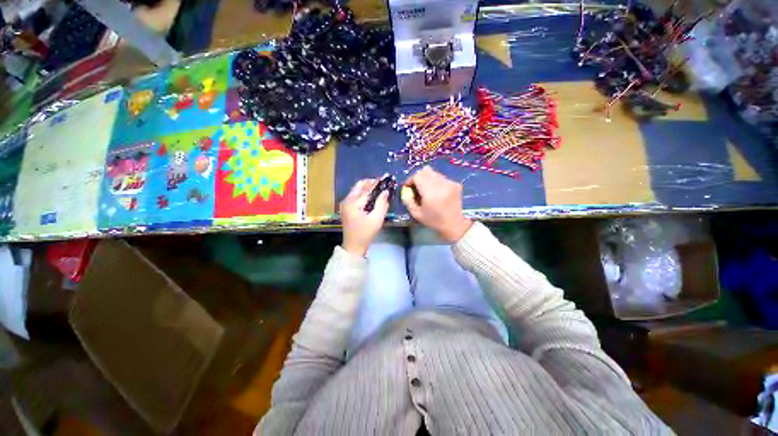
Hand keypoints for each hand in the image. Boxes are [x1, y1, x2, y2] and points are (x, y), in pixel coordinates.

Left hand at [340, 179, 389, 256]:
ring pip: (357, 189)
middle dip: (371, 183)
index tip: (387, 178)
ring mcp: (345, 204)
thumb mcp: (377, 219)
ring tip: (379, 190)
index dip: (378, 183)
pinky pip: (355, 195)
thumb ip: (382, 203)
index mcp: (353, 203)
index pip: (367, 188)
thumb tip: (386, 191)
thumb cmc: (365, 234)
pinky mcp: (346, 207)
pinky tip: (372, 197)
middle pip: (359, 185)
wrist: (353, 246)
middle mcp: (347, 200)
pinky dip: (364, 193)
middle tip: (382, 185)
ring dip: (367, 187)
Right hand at [402, 167, 471, 242]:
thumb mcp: (416, 214)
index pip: (417, 176)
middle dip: (418, 177)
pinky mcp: (455, 184)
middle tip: (416, 187)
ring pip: (433, 173)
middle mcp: (441, 184)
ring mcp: (450, 183)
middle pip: (425, 171)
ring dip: (427, 179)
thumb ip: (408, 200)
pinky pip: (441, 177)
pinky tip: (436, 193)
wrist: (455, 225)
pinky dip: (435, 182)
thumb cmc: (434, 221)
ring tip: (426, 191)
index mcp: (431, 193)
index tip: (408, 187)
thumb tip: (405, 189)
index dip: (410, 180)